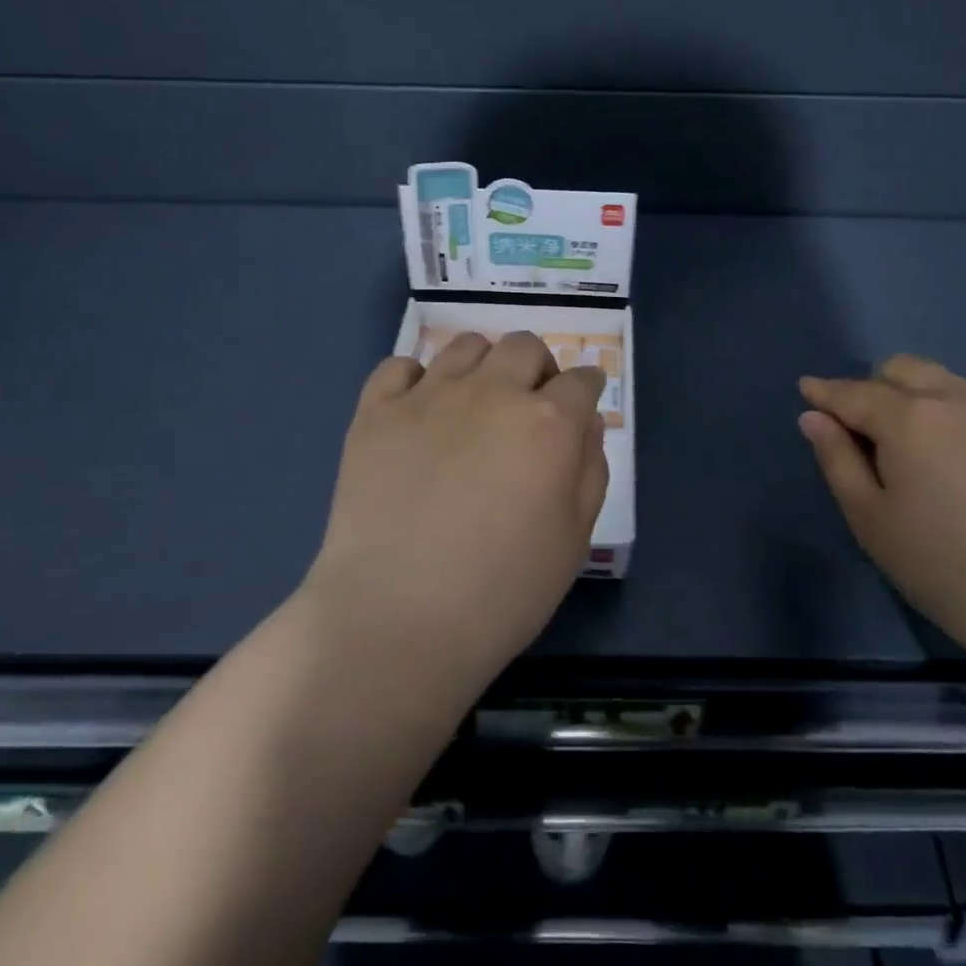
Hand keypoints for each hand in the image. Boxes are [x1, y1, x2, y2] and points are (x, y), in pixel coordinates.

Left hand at [303, 332, 608, 701]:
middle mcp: (492, 392)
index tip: (582, 404)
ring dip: (484, 365)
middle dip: (538, 368)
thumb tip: (585, 424)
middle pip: (524, 347)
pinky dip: (416, 379)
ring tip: (476, 404)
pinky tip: (420, 411)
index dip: (587, 389)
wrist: (396, 620)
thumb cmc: (502, 592)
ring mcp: (428, 396)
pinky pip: (399, 365)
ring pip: (466, 345)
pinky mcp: (376, 412)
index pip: (581, 380)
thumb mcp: (574, 539)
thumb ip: (590, 471)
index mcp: (548, 423)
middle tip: (530, 406)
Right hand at [798, 356, 965, 674]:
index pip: (853, 393)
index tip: (806, 389)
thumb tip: (814, 418)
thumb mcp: (870, 518)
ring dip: (913, 397)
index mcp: (907, 418)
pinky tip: (954, 464)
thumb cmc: (943, 563)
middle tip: (863, 432)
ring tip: (909, 447)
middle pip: (902, 369)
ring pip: (942, 383)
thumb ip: (837, 459)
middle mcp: (952, 402)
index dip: (825, 392)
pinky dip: (948, 416)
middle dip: (872, 386)